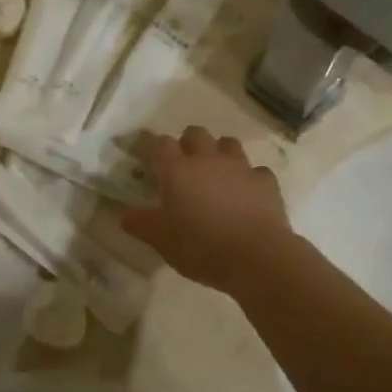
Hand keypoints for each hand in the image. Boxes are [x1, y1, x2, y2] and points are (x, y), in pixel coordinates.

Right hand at [122, 126, 292, 295]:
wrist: (256, 257)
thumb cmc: (200, 246)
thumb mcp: (161, 240)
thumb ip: (141, 223)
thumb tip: (125, 215)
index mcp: (178, 169)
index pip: (160, 143)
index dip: (153, 148)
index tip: (149, 160)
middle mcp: (208, 159)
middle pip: (196, 133)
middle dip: (188, 143)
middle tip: (183, 165)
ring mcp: (240, 167)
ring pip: (229, 144)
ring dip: (220, 153)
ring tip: (216, 174)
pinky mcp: (266, 182)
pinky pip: (256, 171)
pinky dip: (249, 178)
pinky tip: (247, 194)